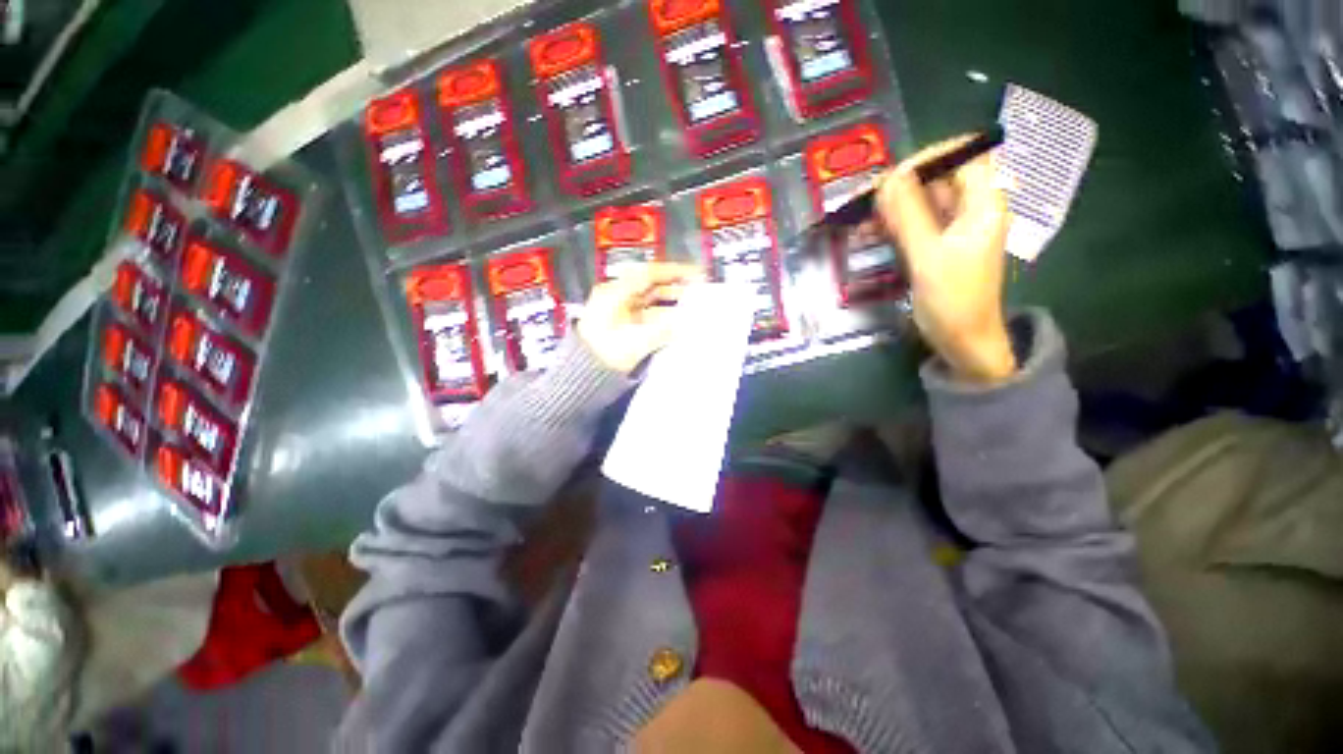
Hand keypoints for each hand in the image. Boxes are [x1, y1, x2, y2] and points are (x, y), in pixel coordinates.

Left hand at [577, 262, 703, 373]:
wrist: (585, 376)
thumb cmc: (605, 355)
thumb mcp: (636, 342)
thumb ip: (663, 331)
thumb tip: (685, 324)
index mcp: (614, 293)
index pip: (648, 274)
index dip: (674, 272)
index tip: (695, 274)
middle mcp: (618, 298)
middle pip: (651, 286)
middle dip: (675, 287)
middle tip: (699, 290)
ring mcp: (621, 313)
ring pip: (651, 302)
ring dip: (671, 303)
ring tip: (694, 306)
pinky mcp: (625, 327)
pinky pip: (649, 316)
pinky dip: (664, 317)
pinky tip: (679, 322)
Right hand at [875, 135, 1015, 383]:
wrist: (963, 340)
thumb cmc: (953, 300)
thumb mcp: (928, 256)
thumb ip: (909, 215)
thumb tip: (888, 178)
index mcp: (983, 204)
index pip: (963, 157)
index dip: (929, 158)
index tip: (892, 176)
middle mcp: (971, 210)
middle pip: (937, 180)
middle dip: (900, 186)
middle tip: (864, 200)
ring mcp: (952, 229)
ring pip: (920, 203)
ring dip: (890, 208)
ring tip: (859, 220)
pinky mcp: (936, 246)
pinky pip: (912, 225)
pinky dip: (891, 227)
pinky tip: (867, 234)